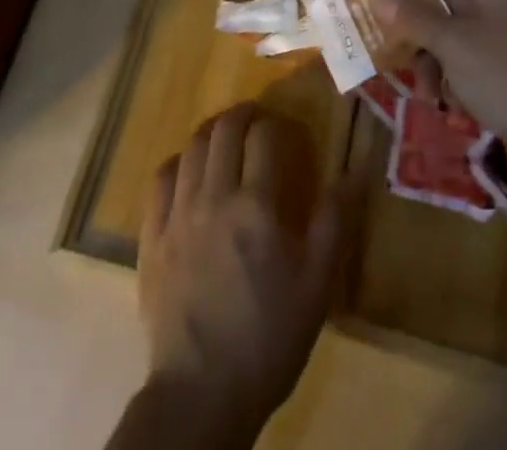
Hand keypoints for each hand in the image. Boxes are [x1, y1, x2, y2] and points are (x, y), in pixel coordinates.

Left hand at [135, 104, 340, 443]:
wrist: (202, 392)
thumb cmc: (268, 337)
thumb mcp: (316, 285)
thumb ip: (334, 222)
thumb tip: (355, 171)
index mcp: (256, 206)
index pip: (263, 137)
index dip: (274, 124)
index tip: (282, 129)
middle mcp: (214, 197)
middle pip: (223, 131)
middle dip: (242, 114)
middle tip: (255, 117)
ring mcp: (177, 214)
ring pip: (191, 148)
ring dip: (211, 132)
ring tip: (224, 135)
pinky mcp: (151, 236)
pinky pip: (160, 180)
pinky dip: (178, 163)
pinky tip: (187, 170)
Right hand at [373, 0, 506, 172]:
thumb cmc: (502, 76)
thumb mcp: (450, 44)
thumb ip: (412, 17)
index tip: (392, 8)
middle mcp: (504, 1)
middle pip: (449, 0)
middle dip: (422, 30)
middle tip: (397, 53)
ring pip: (457, 33)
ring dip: (435, 60)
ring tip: (427, 93)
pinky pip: (473, 58)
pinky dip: (456, 76)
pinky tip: (450, 104)